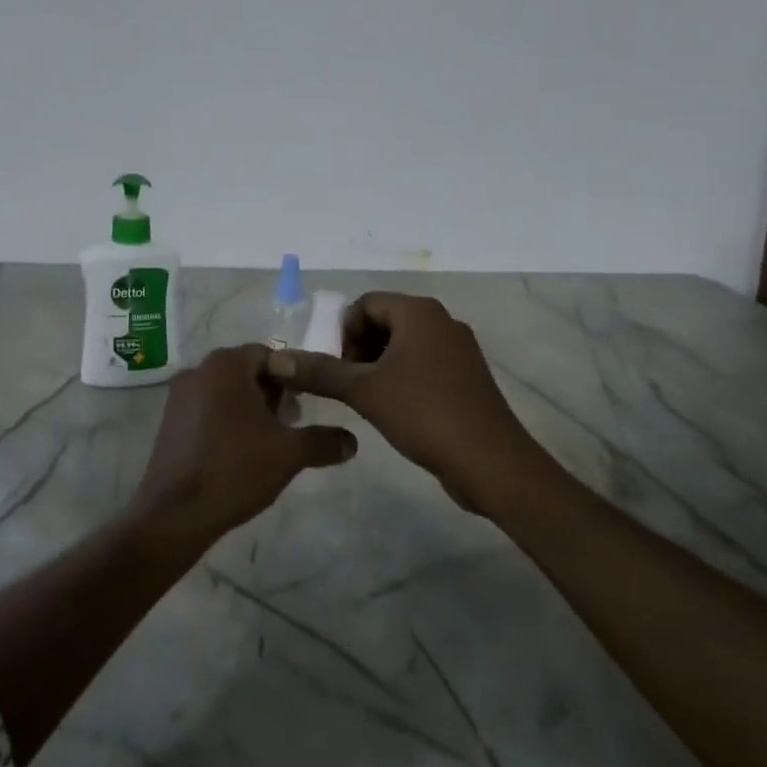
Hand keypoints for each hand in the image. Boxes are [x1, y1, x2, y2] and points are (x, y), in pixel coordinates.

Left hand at [133, 344, 356, 549]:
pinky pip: (206, 410)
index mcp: (225, 365)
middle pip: (246, 371)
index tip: (306, 405)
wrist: (176, 513)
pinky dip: (227, 422)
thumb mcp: (290, 453)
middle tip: (292, 423)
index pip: (269, 354)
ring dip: (250, 409)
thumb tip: (352, 441)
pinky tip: (240, 453)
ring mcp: (178, 397)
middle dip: (272, 394)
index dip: (293, 377)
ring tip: (270, 442)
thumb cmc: (236, 469)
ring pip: (226, 392)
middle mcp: (198, 371)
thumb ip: (323, 441)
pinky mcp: (169, 423)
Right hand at [265, 293, 537, 512]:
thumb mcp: (364, 391)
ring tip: (364, 399)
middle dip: (358, 349)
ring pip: (404, 345)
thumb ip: (319, 371)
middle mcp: (442, 321)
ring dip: (377, 366)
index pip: (365, 304)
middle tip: (344, 384)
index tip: (333, 367)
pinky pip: (423, 365)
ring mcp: (459, 350)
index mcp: (419, 312)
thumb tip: (276, 360)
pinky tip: (393, 410)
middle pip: (385, 321)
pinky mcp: (467, 377)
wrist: (491, 462)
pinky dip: (401, 378)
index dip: (342, 332)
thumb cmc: (424, 413)